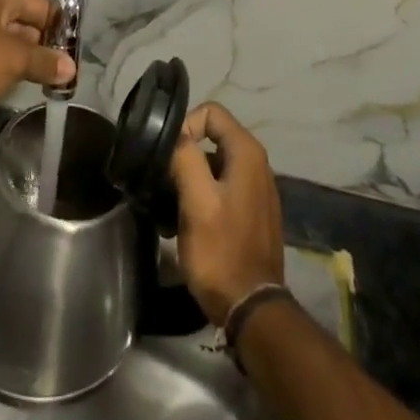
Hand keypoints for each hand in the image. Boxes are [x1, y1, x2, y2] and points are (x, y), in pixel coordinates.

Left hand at [0, 0, 70, 110]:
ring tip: (32, 83)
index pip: (44, 8)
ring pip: (2, 39)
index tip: (71, 60)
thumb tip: (71, 67)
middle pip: (23, 22)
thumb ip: (44, 62)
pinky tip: (0, 84)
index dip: (60, 32)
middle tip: (55, 76)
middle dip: (39, 47)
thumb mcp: (13, 60)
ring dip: (17, 59)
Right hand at [168, 102, 285, 326]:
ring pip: (213, 163)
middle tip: (163, 180)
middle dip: (184, 153)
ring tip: (169, 204)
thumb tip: (174, 133)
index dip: (185, 126)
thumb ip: (185, 157)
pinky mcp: (251, 211)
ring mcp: (256, 189)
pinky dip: (202, 194)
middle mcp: (257, 164)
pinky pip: (221, 186)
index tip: (167, 156)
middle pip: (212, 137)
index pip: (211, 112)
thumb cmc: (221, 251)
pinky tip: (185, 221)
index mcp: (247, 153)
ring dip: (189, 177)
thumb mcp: (196, 201)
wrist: (251, 308)